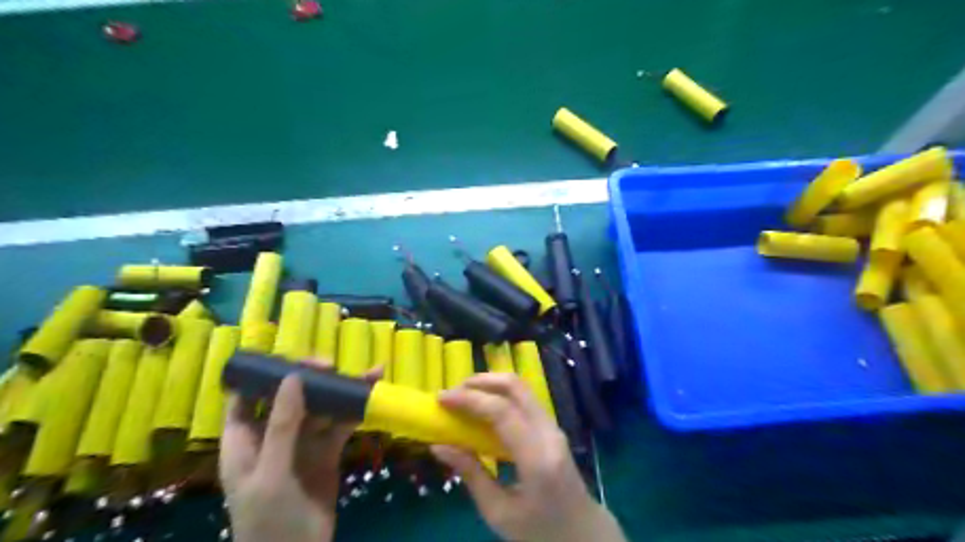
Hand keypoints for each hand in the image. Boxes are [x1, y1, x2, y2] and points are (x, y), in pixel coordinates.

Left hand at [220, 375, 352, 541]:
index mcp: (245, 440)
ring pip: (320, 408)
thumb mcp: (271, 474)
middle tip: (333, 366)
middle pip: (290, 397)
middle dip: (311, 379)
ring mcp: (302, 444)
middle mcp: (273, 436)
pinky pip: (340, 426)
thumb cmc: (267, 521)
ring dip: (340, 391)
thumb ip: (282, 426)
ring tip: (366, 374)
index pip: (248, 396)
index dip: (267, 375)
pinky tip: (369, 397)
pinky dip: (354, 411)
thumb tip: (293, 378)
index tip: (294, 361)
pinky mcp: (326, 453)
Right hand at [429, 373, 625, 540]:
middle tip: (453, 392)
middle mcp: (549, 433)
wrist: (583, 534)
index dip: (470, 399)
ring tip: (464, 396)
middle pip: (516, 387)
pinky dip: (500, 394)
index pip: (502, 412)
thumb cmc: (539, 531)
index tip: (441, 398)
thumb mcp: (498, 512)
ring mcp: (553, 426)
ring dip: (491, 384)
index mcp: (537, 458)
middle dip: (481, 381)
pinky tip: (483, 406)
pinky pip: (524, 399)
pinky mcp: (551, 426)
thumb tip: (438, 446)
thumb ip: (471, 474)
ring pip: (522, 388)